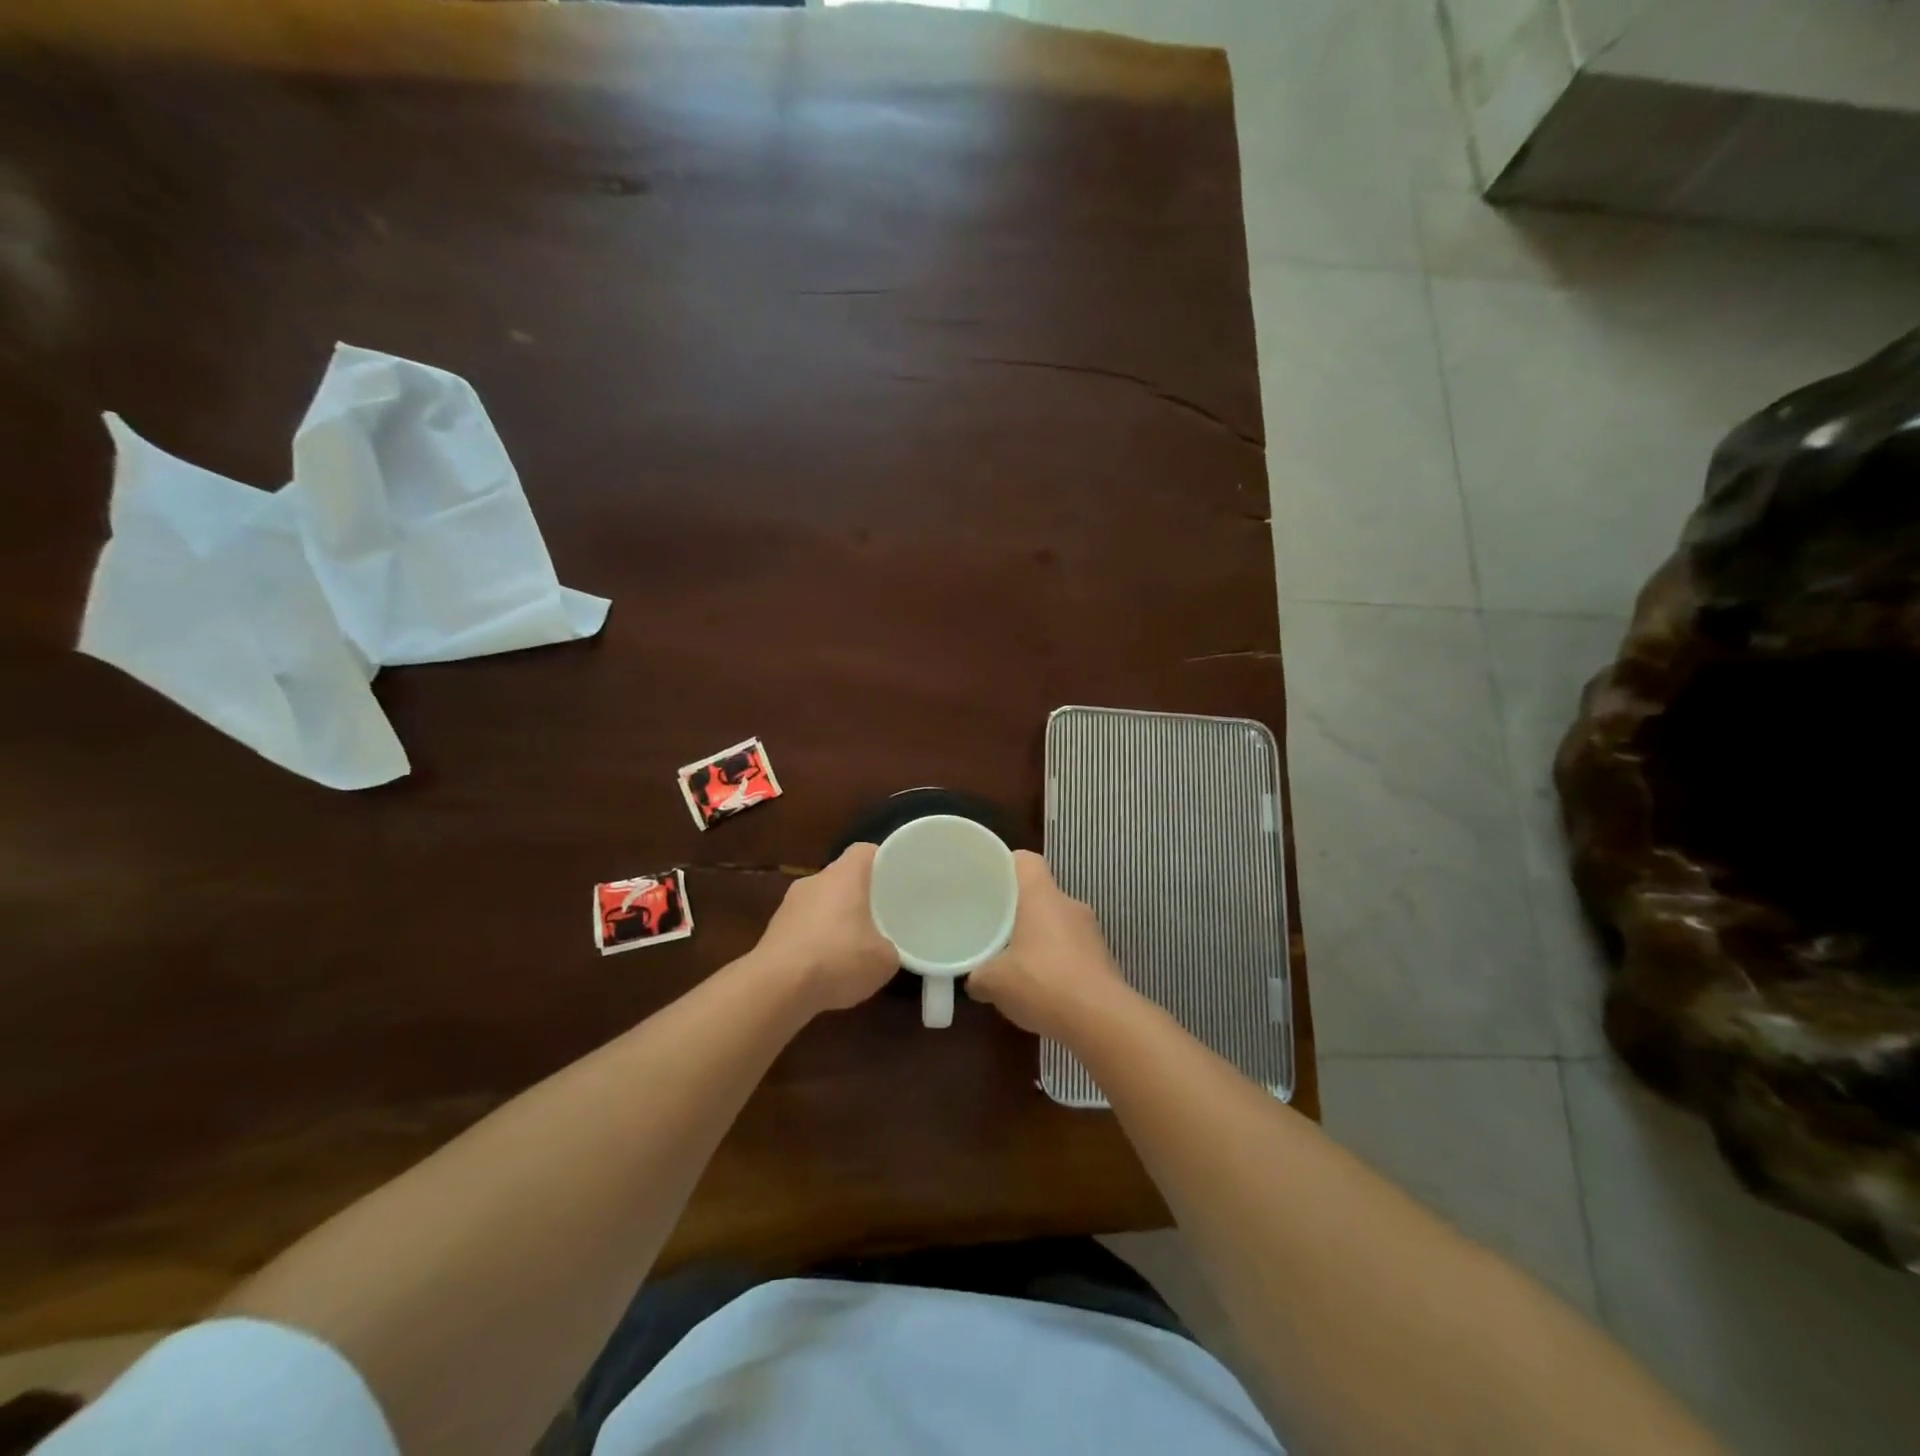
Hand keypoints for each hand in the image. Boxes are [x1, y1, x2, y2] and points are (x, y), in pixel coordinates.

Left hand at [753, 842, 899, 1014]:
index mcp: (844, 875)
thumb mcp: (884, 960)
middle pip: (842, 878)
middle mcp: (814, 881)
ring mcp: (788, 905)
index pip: (865, 851)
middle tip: (879, 917)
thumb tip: (885, 949)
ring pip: (820, 903)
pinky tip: (825, 969)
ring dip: (835, 920)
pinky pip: (803, 927)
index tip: (895, 880)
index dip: (881, 862)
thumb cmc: (837, 960)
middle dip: (859, 895)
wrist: (776, 989)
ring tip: (852, 948)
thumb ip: (890, 947)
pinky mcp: (772, 931)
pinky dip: (815, 941)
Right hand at [966, 851, 1127, 1041]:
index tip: (988, 881)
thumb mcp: (994, 982)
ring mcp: (1091, 932)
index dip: (1006, 865)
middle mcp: (1069, 905)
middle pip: (1041, 893)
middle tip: (994, 926)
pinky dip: (1056, 960)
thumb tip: (972, 979)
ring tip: (1015, 960)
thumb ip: (977, 975)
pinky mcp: (1103, 958)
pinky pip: (1072, 948)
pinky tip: (1041, 986)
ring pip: (1057, 922)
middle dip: (1018, 909)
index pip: (1026, 861)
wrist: (1101, 1020)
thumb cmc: (1042, 983)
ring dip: (1038, 936)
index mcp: (1042, 896)